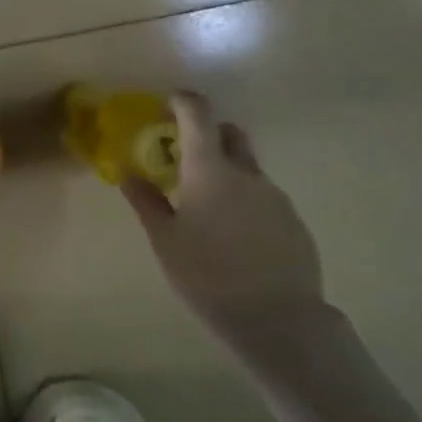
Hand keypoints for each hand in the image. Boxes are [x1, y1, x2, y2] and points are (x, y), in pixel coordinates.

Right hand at [122, 92, 323, 343]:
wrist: (276, 318)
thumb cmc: (207, 276)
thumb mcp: (165, 241)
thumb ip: (147, 202)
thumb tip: (128, 174)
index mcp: (210, 171)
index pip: (198, 115)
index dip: (183, 102)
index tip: (168, 105)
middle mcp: (246, 174)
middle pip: (229, 134)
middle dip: (208, 135)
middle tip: (185, 159)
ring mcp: (275, 196)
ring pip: (248, 169)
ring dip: (227, 173)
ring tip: (209, 210)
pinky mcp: (293, 221)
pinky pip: (264, 198)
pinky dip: (245, 202)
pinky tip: (236, 237)